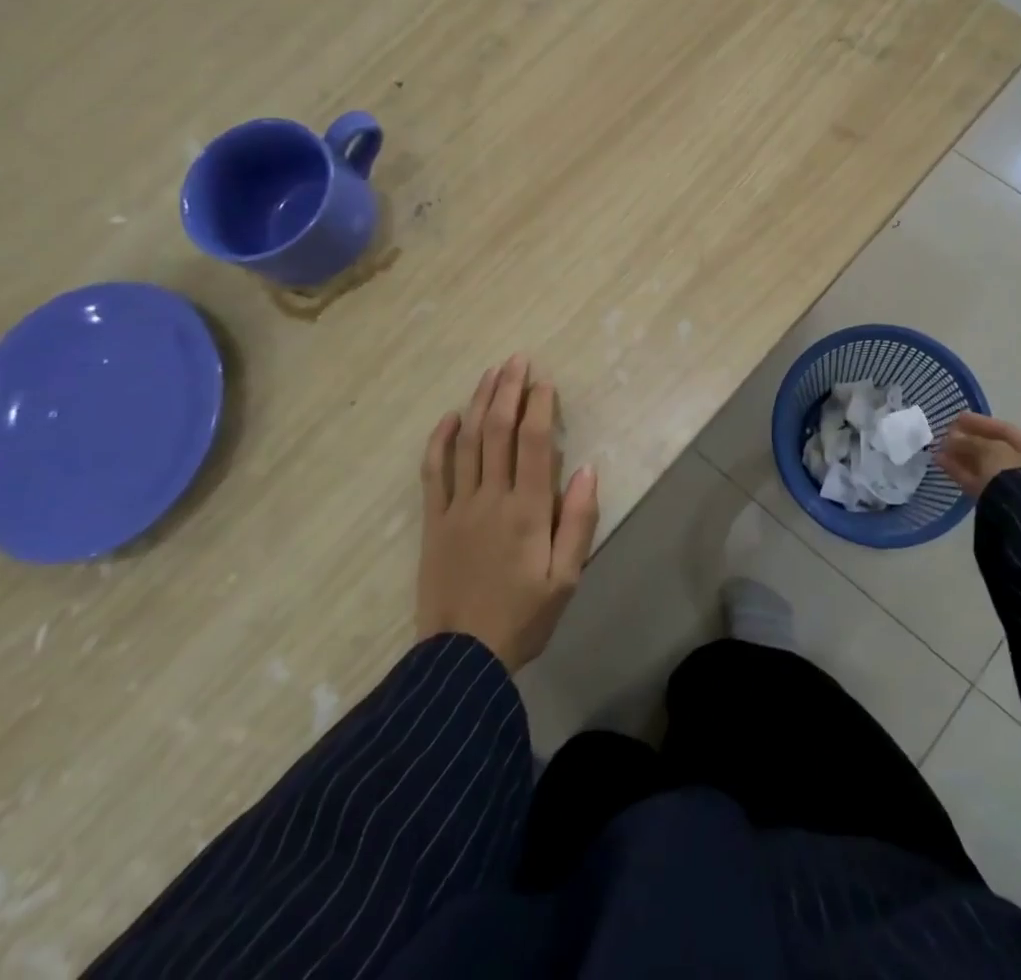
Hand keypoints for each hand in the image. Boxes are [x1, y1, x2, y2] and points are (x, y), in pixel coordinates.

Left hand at [416, 356, 599, 671]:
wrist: (461, 660)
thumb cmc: (523, 618)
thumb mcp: (565, 578)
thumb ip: (577, 521)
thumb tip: (586, 469)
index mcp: (526, 510)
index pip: (533, 442)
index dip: (539, 405)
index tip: (544, 379)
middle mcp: (490, 498)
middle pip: (496, 430)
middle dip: (508, 390)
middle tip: (516, 360)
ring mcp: (456, 507)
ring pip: (466, 442)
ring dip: (478, 403)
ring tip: (490, 374)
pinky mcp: (433, 521)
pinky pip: (433, 472)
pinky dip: (439, 440)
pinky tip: (449, 417)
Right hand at [935, 412, 1020, 497]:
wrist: (1020, 516)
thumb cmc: (1013, 473)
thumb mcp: (991, 449)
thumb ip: (971, 440)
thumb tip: (952, 438)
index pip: (1006, 431)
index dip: (980, 422)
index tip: (957, 418)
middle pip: (994, 449)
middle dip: (968, 440)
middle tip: (946, 434)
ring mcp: (1014, 488)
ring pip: (984, 466)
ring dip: (961, 456)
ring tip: (939, 448)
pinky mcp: (997, 503)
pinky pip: (977, 482)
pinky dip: (960, 471)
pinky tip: (941, 462)